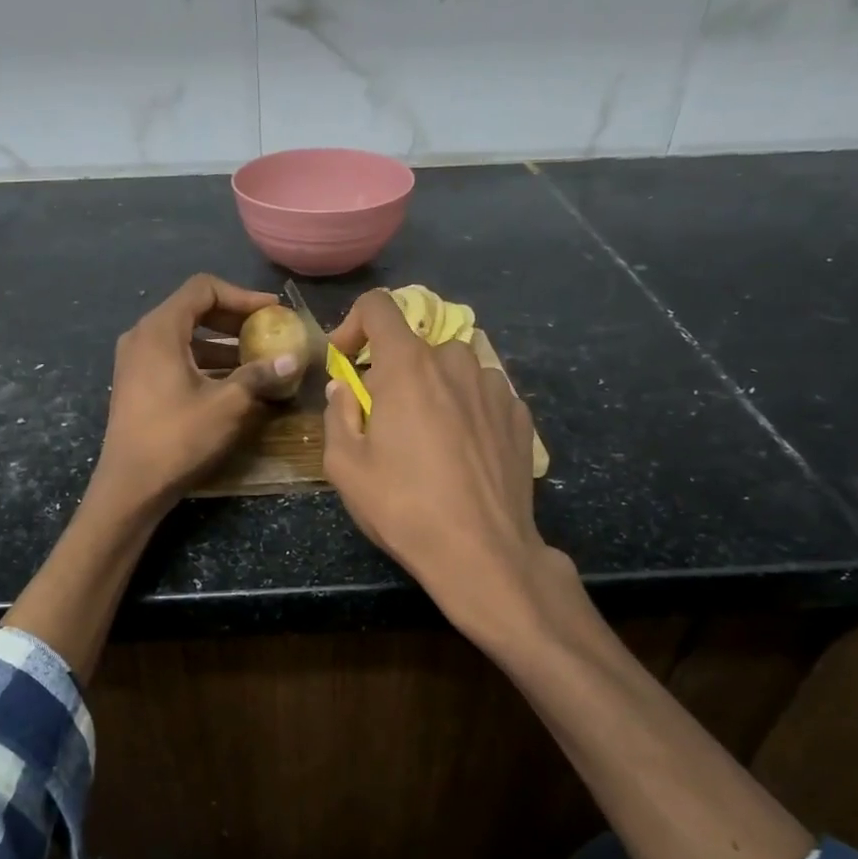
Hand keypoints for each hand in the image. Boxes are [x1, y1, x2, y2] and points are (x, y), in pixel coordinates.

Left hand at [93, 274, 298, 514]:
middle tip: (268, 332)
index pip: (203, 288)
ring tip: (256, 360)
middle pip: (193, 309)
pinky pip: (174, 357)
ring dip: (221, 343)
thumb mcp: (227, 404)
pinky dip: (204, 361)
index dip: (242, 296)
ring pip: (184, 336)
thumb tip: (293, 359)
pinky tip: (230, 382)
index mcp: (159, 329)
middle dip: (234, 319)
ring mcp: (135, 361)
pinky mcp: (136, 383)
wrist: (131, 485)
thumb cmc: (177, 438)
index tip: (272, 313)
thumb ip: (260, 375)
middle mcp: (142, 336)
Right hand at [323, 289, 576, 646]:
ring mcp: (495, 387)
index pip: (379, 307)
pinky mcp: (519, 415)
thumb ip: (337, 415)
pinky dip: (465, 408)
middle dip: (393, 372)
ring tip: (427, 437)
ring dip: (433, 388)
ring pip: (453, 369)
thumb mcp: (345, 466)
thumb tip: (343, 390)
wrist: (482, 551)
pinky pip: (483, 394)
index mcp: (408, 366)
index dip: (354, 325)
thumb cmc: (403, 506)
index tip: (346, 362)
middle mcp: (455, 362)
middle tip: (385, 418)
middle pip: (416, 346)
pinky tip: (462, 452)